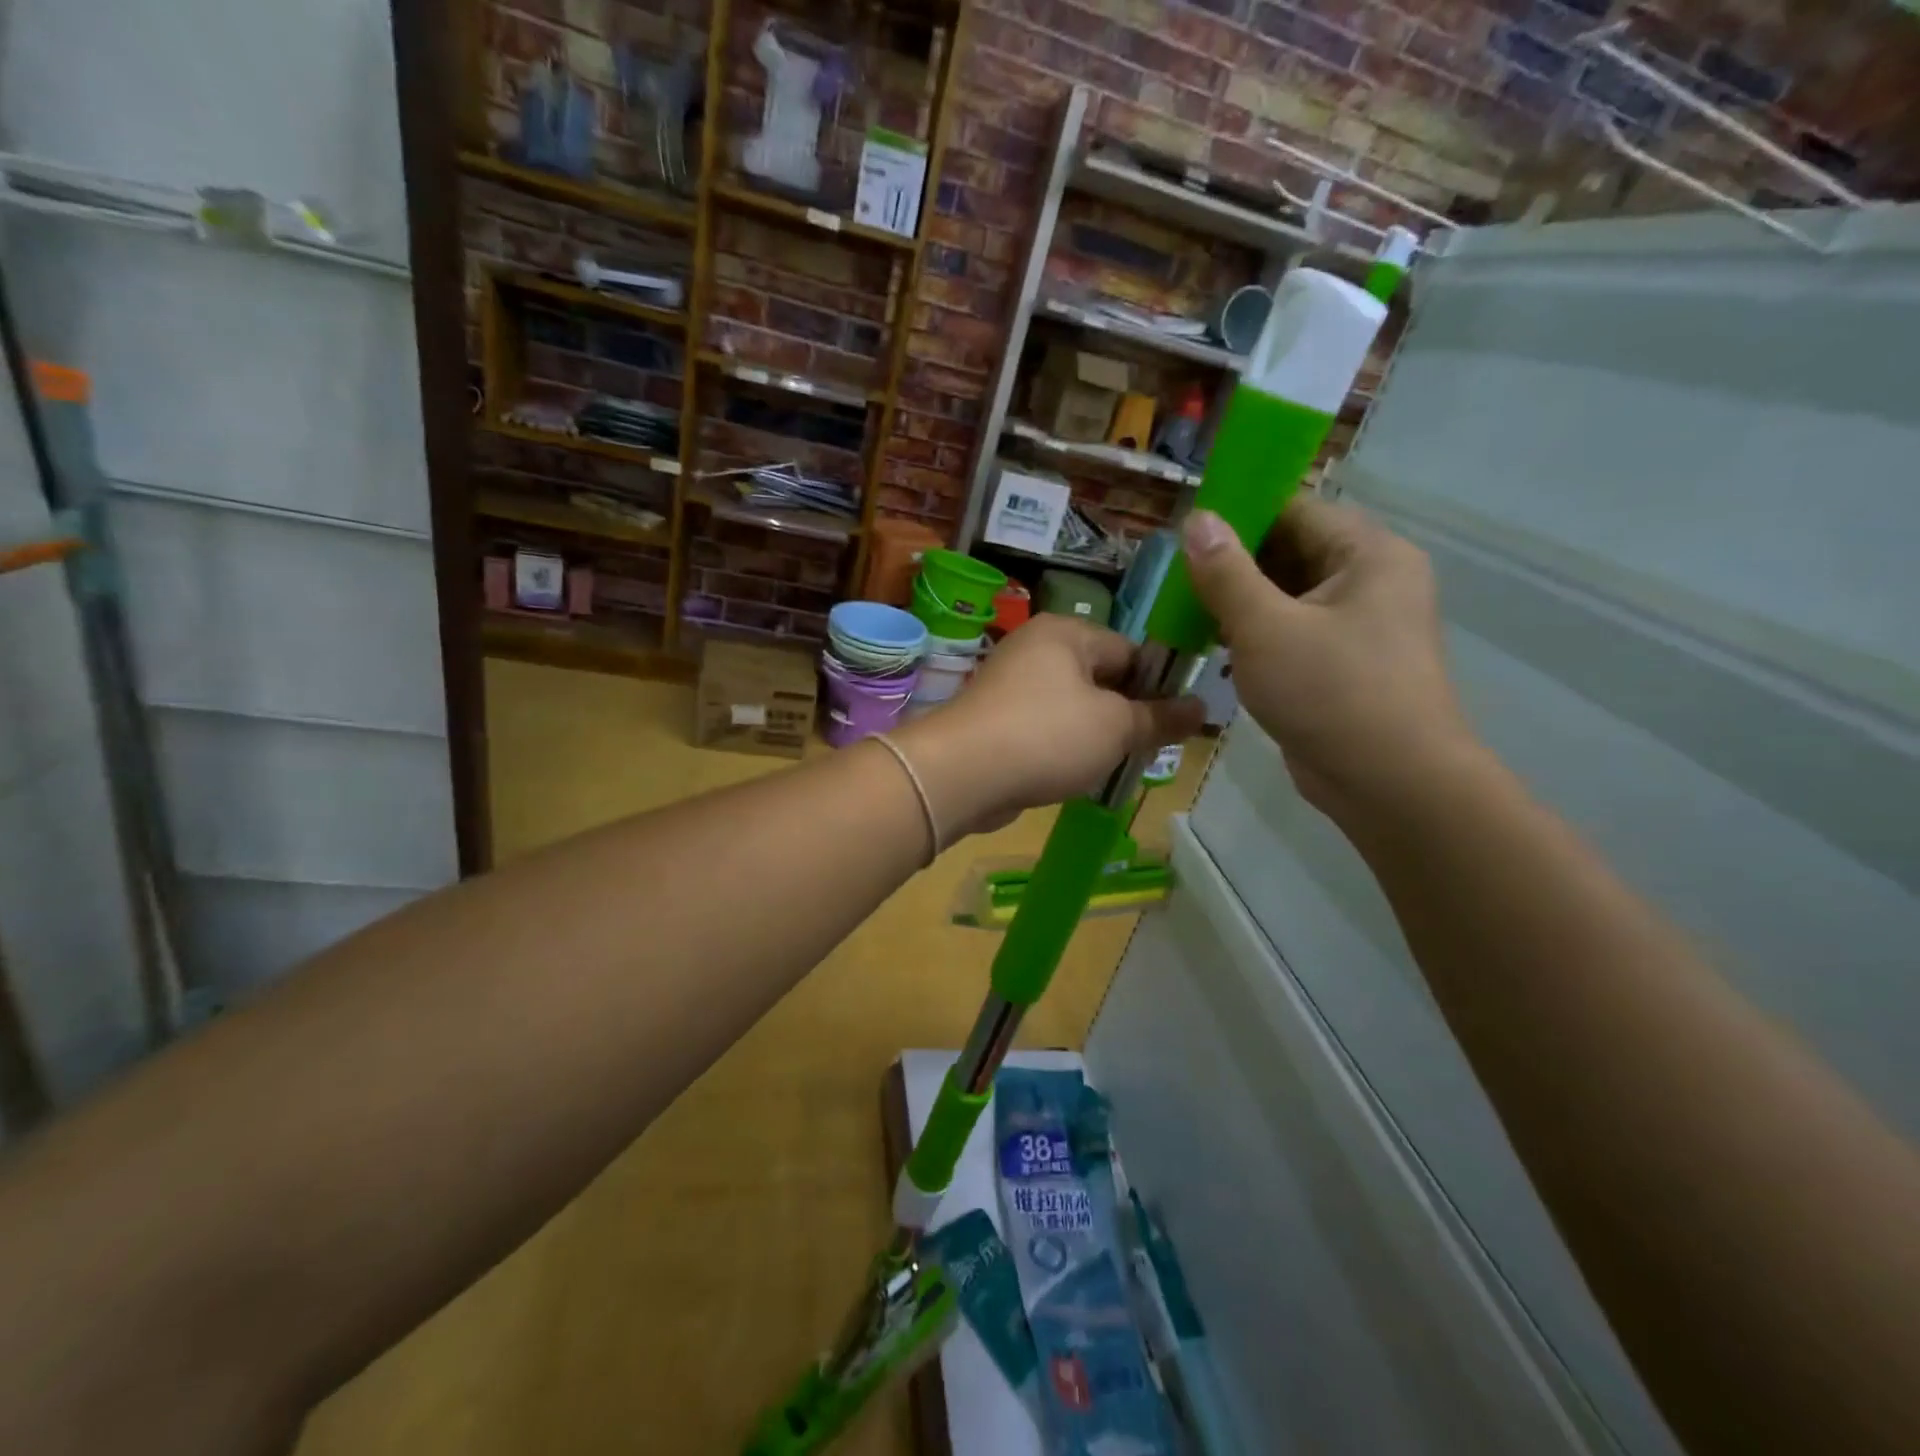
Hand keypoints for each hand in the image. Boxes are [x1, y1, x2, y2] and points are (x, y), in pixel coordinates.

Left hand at [894, 615, 1203, 836]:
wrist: (961, 774)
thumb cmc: (1047, 735)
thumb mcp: (1116, 727)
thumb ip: (1160, 718)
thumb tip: (1202, 710)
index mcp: (1066, 633)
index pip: (1130, 650)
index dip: (1158, 686)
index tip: (1177, 723)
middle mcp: (1036, 649)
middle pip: (1100, 678)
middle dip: (1126, 714)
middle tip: (1149, 750)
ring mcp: (1010, 685)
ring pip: (1072, 707)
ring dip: (1095, 736)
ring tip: (1115, 765)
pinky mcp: (995, 720)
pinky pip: (1044, 729)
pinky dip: (1062, 749)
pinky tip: (1075, 775)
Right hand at [1181, 498, 1478, 824]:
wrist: (1390, 784)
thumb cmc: (1331, 693)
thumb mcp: (1265, 628)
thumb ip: (1226, 572)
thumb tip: (1196, 519)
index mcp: (1368, 554)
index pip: (1295, 511)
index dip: (1238, 517)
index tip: (1186, 537)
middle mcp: (1371, 580)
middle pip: (1290, 553)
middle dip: (1233, 567)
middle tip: (1179, 584)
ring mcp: (1361, 625)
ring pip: (1288, 597)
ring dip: (1240, 606)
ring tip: (1189, 617)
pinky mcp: (1345, 664)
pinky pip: (1294, 632)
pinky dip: (1257, 637)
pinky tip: (1219, 652)